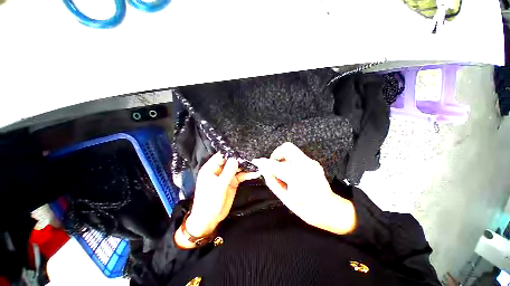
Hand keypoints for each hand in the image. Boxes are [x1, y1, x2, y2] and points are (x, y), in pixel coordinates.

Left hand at [175, 153, 258, 248]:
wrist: (209, 219)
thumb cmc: (209, 202)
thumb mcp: (219, 186)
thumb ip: (228, 172)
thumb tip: (236, 159)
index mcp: (211, 168)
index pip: (221, 156)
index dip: (231, 152)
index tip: (242, 149)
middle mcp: (219, 170)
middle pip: (231, 161)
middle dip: (241, 159)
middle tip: (252, 156)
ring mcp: (226, 176)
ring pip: (237, 168)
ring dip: (246, 166)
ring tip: (256, 163)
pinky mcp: (232, 182)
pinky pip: (241, 176)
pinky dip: (247, 174)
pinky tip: (255, 173)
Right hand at [252, 142, 355, 234]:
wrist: (330, 209)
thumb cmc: (306, 209)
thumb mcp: (286, 198)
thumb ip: (272, 181)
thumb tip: (263, 169)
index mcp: (297, 177)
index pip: (276, 164)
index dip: (264, 162)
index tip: (257, 162)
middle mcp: (306, 165)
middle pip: (286, 147)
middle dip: (276, 154)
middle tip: (273, 165)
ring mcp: (311, 162)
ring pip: (292, 150)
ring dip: (283, 158)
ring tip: (281, 170)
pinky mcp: (313, 162)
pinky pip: (297, 155)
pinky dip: (289, 160)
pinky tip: (290, 172)